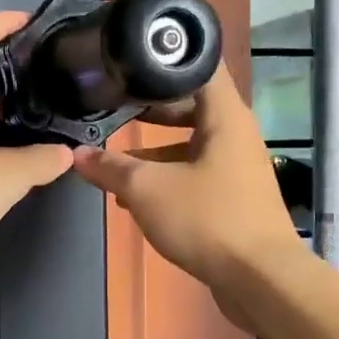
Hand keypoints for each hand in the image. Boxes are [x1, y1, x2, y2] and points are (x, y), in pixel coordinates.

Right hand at [72, 64, 306, 312]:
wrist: (261, 280)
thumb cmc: (208, 220)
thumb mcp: (147, 190)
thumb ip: (111, 169)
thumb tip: (78, 155)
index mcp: (225, 117)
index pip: (200, 66)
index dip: (166, 58)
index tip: (131, 59)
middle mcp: (236, 135)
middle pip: (192, 106)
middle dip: (152, 106)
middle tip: (115, 104)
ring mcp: (238, 168)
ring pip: (191, 145)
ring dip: (155, 150)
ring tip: (115, 158)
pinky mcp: (235, 199)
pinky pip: (196, 175)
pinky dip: (168, 178)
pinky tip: (136, 198)